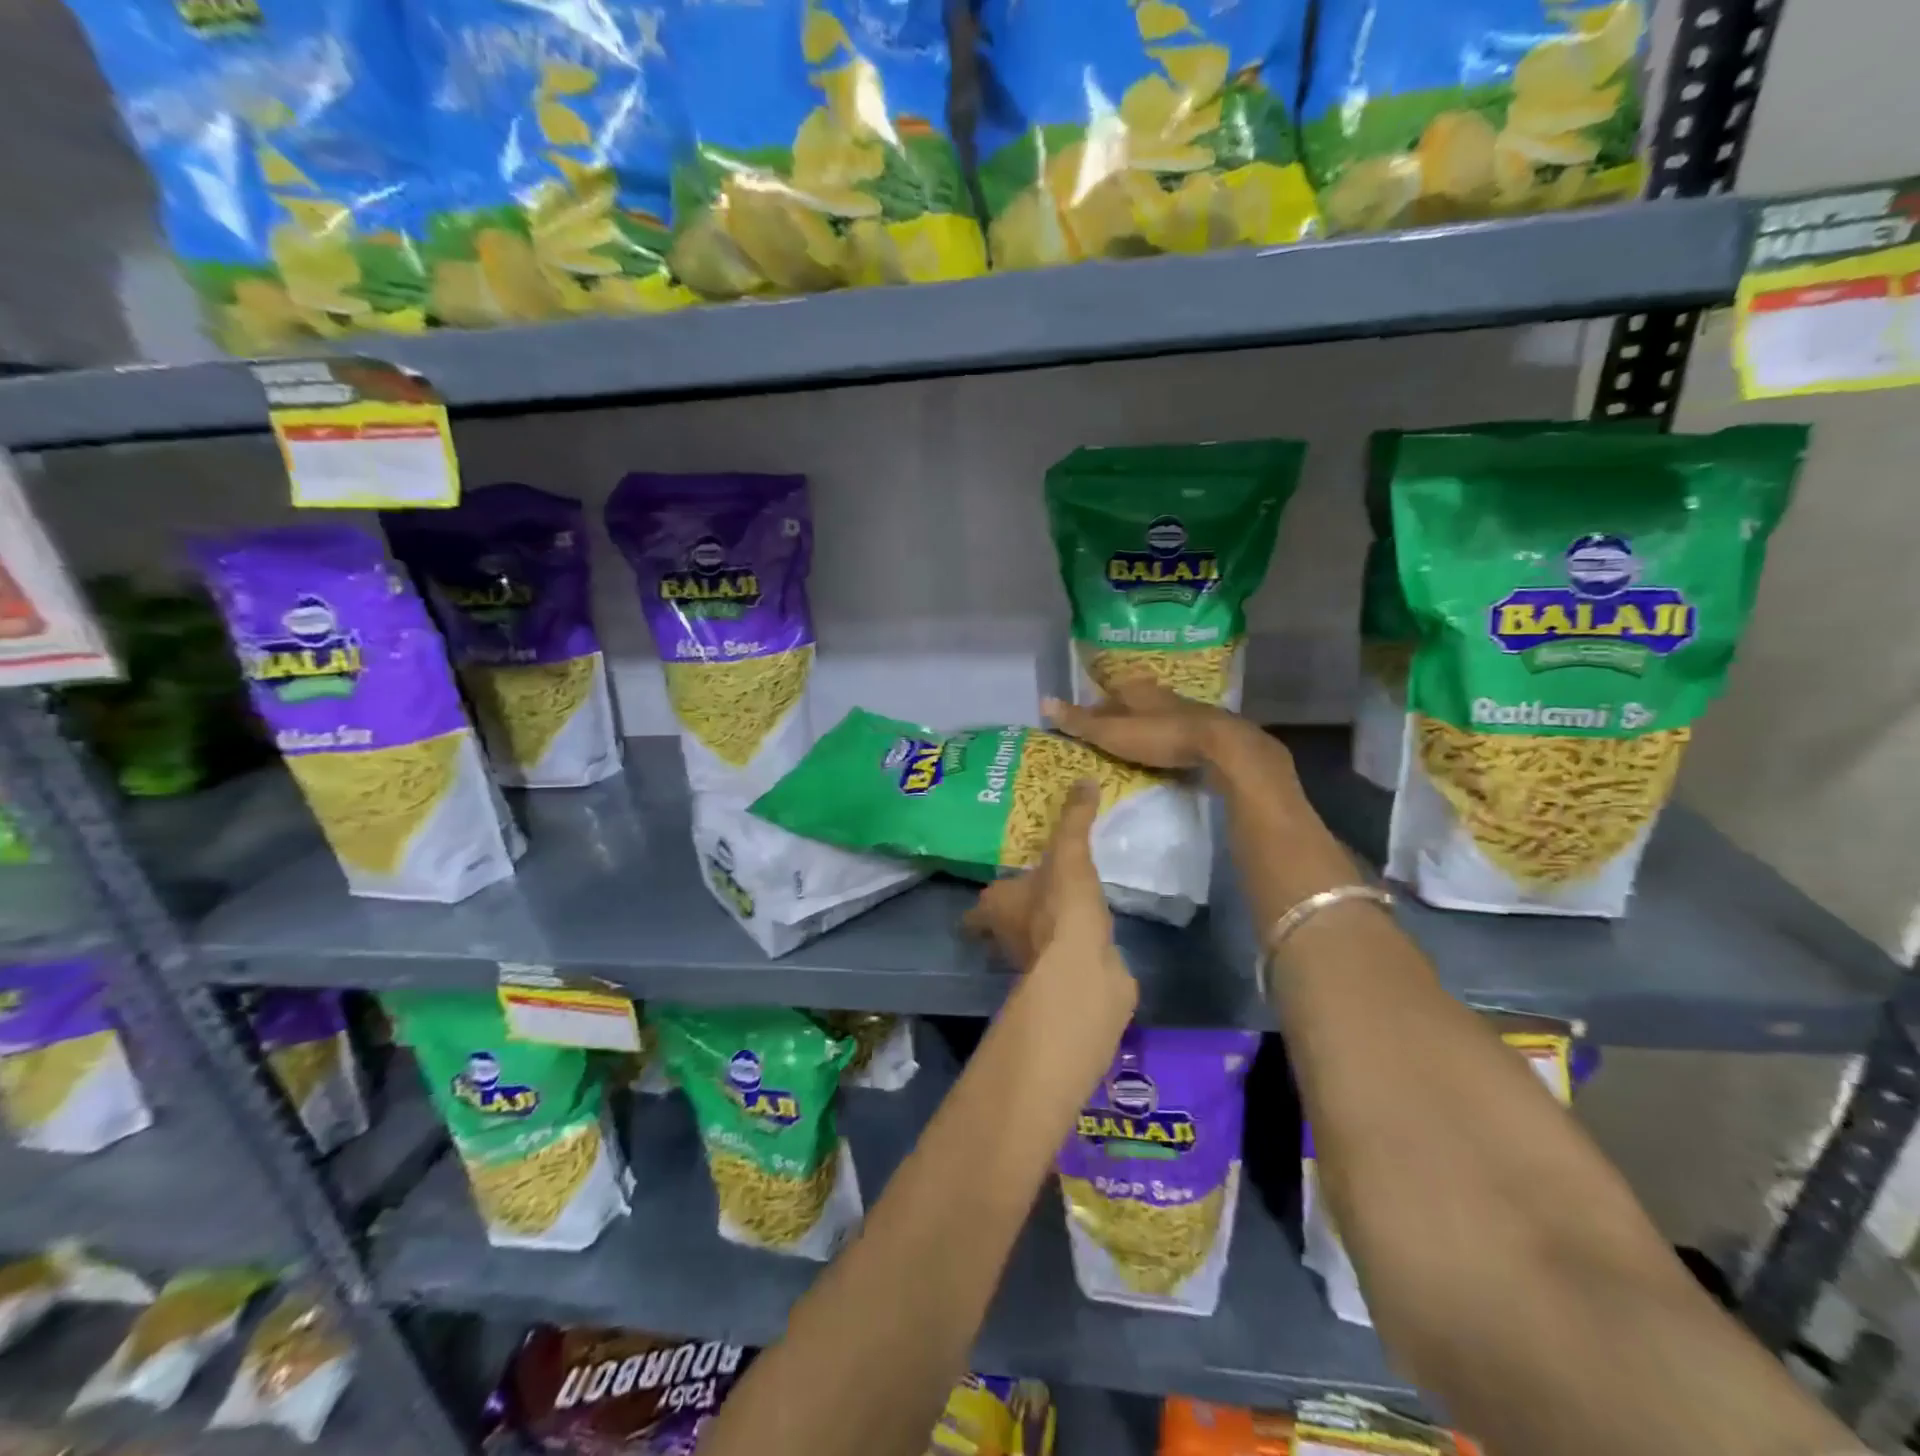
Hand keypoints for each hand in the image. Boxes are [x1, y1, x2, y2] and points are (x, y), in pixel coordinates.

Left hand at [963, 780, 1132, 1009]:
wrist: (1084, 970)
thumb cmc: (1060, 905)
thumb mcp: (1068, 853)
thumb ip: (1074, 818)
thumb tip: (1085, 779)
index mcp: (995, 906)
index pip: (977, 909)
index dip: (980, 907)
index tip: (991, 895)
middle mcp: (1006, 937)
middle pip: (1000, 927)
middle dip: (1011, 915)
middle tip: (1030, 894)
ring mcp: (1033, 962)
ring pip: (1028, 944)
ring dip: (1039, 931)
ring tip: (1059, 909)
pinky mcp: (1063, 978)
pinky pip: (1061, 956)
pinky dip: (1068, 946)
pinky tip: (1085, 932)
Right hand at [1041, 679, 1237, 769]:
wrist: (1217, 745)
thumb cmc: (1158, 735)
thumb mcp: (1111, 731)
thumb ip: (1079, 720)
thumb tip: (1043, 701)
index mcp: (1133, 689)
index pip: (1103, 696)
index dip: (1090, 711)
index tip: (1080, 729)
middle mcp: (1156, 694)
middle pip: (1127, 706)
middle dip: (1114, 721)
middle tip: (1100, 743)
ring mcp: (1180, 710)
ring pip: (1149, 718)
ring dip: (1137, 732)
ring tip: (1123, 753)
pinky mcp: (1197, 729)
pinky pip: (1168, 733)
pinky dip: (1157, 743)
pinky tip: (1154, 757)